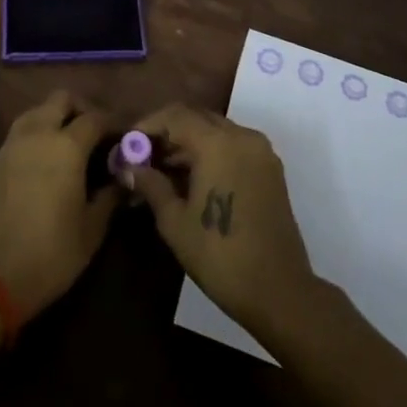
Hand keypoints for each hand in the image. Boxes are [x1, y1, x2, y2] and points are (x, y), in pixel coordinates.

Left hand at [0, 90, 118, 320]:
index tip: (127, 138)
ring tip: (74, 144)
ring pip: (39, 109)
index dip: (114, 124)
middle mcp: (39, 133)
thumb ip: (110, 196)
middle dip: (83, 109)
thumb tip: (124, 179)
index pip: (96, 118)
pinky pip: (24, 128)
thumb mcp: (92, 229)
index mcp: (66, 146)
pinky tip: (50, 157)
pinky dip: (40, 130)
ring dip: (58, 116)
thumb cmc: (51, 253)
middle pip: (62, 99)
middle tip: (98, 134)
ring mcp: (15, 143)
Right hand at [128, 105, 317, 334]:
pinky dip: (210, 152)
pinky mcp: (270, 168)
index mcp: (218, 143)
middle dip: (167, 133)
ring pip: (215, 130)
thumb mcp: (175, 221)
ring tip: (161, 171)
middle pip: (196, 118)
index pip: (175, 115)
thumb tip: (128, 167)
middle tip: (142, 157)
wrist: (279, 291)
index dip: (147, 125)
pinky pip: (233, 146)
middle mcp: (242, 136)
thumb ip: (151, 184)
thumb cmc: (220, 255)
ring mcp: (260, 151)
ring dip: (188, 143)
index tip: (127, 144)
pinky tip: (190, 179)